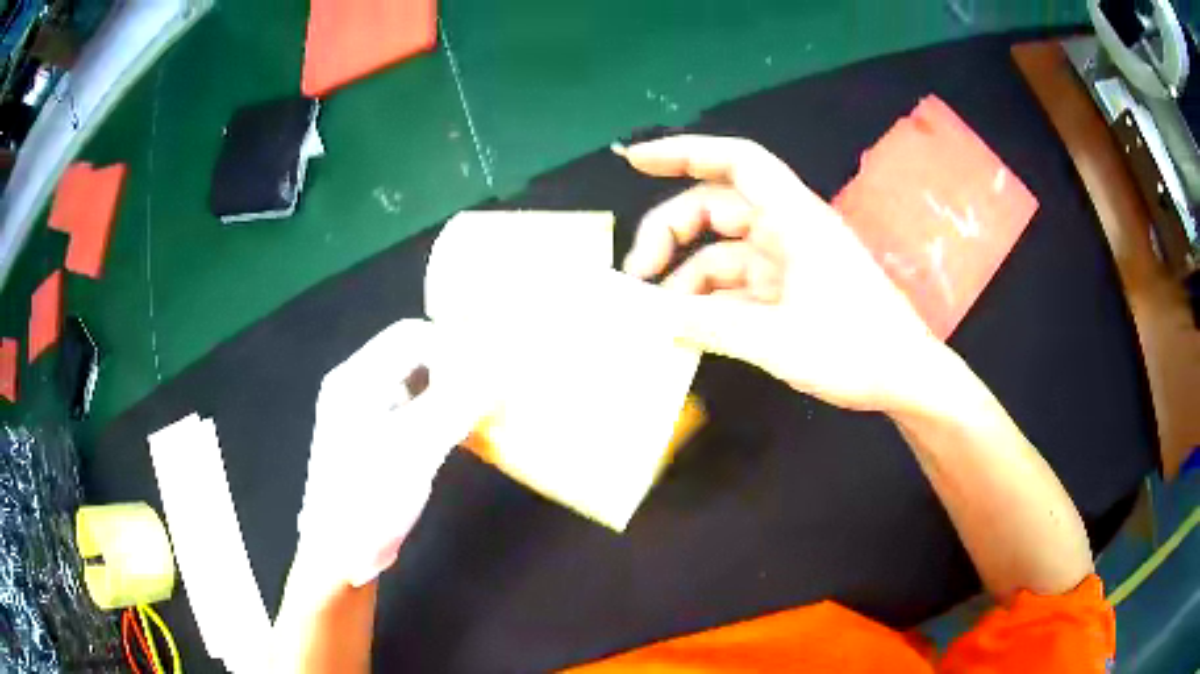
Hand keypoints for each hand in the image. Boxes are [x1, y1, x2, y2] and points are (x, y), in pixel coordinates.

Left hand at [296, 319, 491, 593]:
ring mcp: (364, 412)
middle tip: (490, 388)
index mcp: (356, 378)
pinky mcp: (375, 437)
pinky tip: (460, 429)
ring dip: (449, 386)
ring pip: (415, 379)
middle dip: (454, 363)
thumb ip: (455, 404)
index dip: (455, 346)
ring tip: (481, 405)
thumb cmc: (369, 499)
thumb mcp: (414, 450)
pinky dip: (440, 409)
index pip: (411, 335)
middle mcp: (357, 385)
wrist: (340, 554)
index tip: (492, 372)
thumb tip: (498, 369)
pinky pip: (413, 406)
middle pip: (412, 352)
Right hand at [617, 135, 948, 412]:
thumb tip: (655, 317)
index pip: (736, 161)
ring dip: (686, 275)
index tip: (636, 160)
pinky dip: (710, 299)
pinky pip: (737, 282)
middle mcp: (788, 229)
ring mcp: (788, 259)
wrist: (905, 377)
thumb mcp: (778, 342)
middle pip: (715, 206)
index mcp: (794, 219)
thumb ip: (712, 326)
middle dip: (670, 232)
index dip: (684, 151)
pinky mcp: (789, 287)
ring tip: (657, 313)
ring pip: (722, 249)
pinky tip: (689, 326)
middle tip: (637, 274)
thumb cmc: (856, 351)